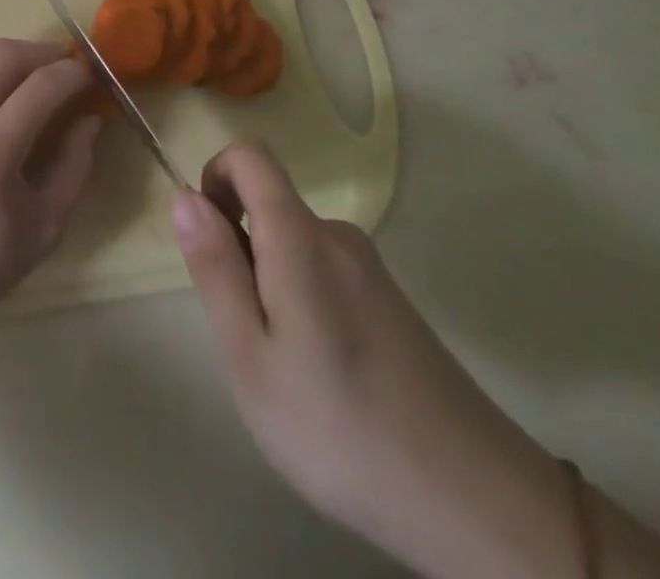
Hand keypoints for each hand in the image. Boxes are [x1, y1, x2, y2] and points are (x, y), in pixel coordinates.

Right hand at [170, 142, 580, 578]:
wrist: (475, 504)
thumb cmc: (339, 429)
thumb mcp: (250, 356)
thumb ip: (215, 268)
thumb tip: (183, 195)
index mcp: (300, 237)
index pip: (250, 156)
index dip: (216, 177)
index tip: (209, 238)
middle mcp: (337, 236)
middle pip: (269, 205)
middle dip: (240, 249)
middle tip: (247, 334)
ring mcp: (369, 269)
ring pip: (294, 245)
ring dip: (270, 282)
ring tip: (287, 368)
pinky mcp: (391, 301)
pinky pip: (324, 272)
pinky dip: (303, 302)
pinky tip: (325, 377)